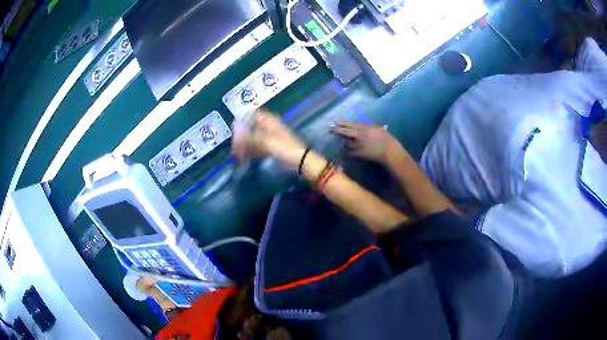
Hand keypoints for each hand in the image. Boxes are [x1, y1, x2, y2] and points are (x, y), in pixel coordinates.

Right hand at [232, 110, 304, 168]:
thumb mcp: (265, 141)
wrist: (298, 160)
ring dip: (244, 146)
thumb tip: (236, 136)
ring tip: (237, 155)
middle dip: (240, 137)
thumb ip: (249, 138)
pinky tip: (243, 159)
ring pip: (251, 138)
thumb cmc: (283, 147)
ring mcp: (267, 137)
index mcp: (267, 120)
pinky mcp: (269, 147)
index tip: (233, 128)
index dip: (241, 119)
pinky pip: (255, 147)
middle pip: (249, 127)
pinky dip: (249, 152)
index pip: (251, 113)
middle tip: (234, 148)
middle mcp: (266, 126)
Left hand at [332, 123, 400, 163]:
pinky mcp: (358, 153)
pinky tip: (343, 155)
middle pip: (346, 131)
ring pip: (347, 142)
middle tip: (330, 129)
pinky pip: (349, 153)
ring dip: (343, 143)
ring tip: (339, 143)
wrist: (389, 151)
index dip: (343, 123)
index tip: (336, 121)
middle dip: (337, 130)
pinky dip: (346, 154)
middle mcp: (360, 134)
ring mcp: (358, 143)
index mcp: (365, 127)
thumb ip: (373, 128)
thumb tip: (370, 127)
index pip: (352, 124)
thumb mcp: (380, 130)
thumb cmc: (388, 140)